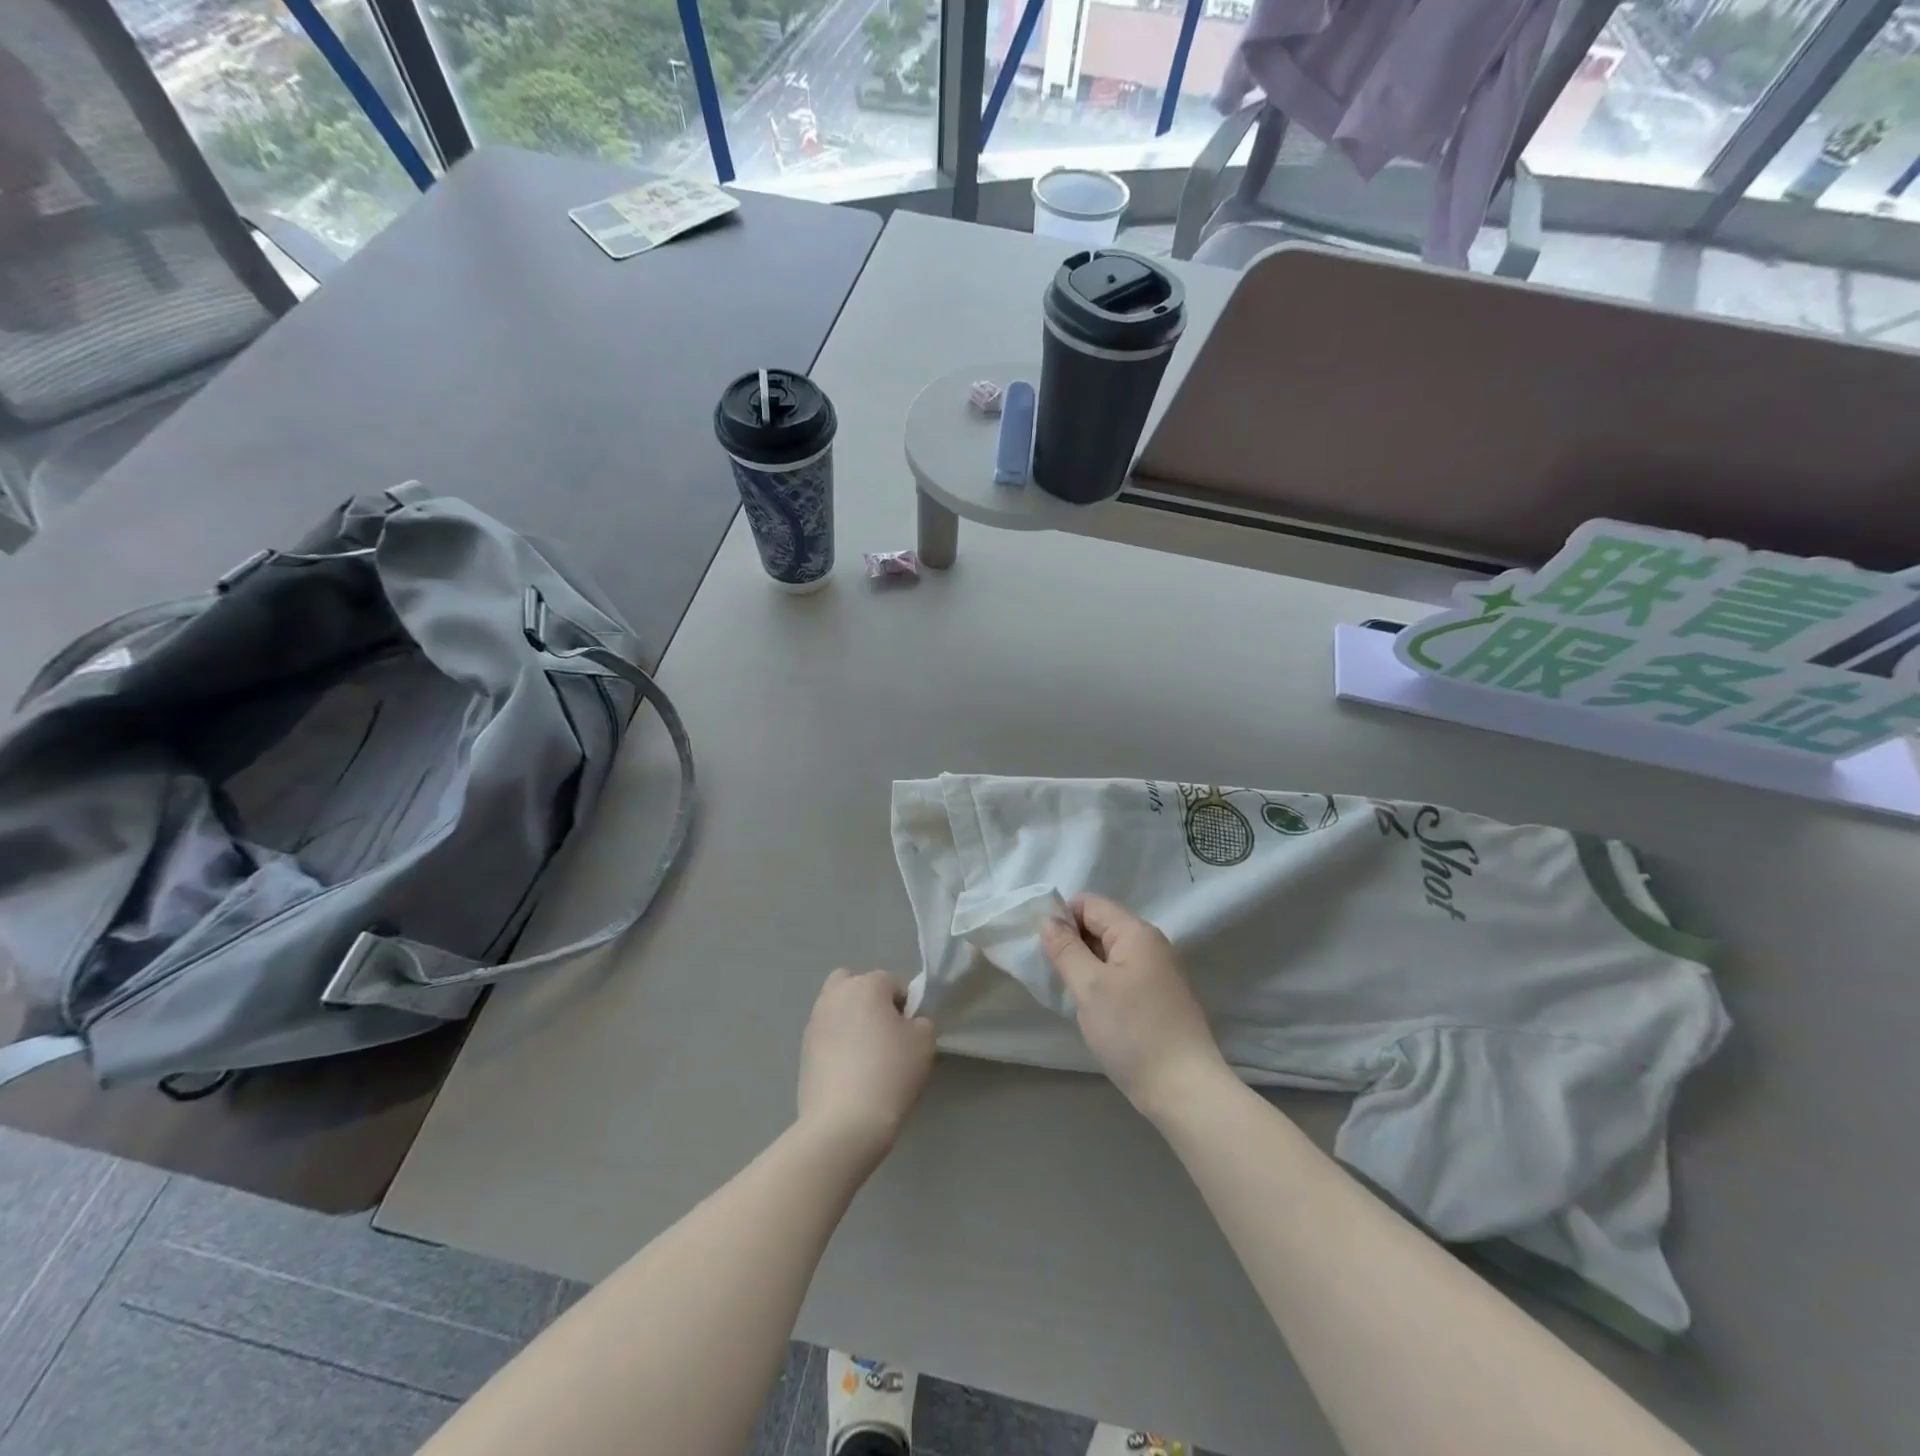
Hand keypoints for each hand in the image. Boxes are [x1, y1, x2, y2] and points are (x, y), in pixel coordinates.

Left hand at [797, 969, 935, 1161]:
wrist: (844, 1122)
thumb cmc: (890, 1073)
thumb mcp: (924, 1042)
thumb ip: (920, 1022)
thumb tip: (908, 1023)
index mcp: (867, 985)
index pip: (893, 983)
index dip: (907, 1006)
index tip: (911, 1034)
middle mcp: (836, 994)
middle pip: (855, 984)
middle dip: (869, 1000)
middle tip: (884, 1032)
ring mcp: (815, 1022)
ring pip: (837, 1009)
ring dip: (851, 1021)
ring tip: (866, 1055)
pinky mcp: (803, 1050)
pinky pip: (826, 1036)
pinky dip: (837, 1045)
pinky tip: (849, 1072)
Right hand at [1040, 894, 1231, 1121]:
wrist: (1184, 1089)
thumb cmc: (1132, 1031)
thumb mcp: (1089, 987)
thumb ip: (1065, 948)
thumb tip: (1048, 919)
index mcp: (1136, 932)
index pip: (1090, 904)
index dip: (1063, 918)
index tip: (1045, 949)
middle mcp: (1152, 944)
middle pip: (1101, 925)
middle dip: (1074, 943)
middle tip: (1055, 974)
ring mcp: (1159, 971)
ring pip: (1110, 953)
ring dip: (1087, 966)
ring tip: (1072, 994)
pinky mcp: (1160, 996)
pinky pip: (1123, 974)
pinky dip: (1103, 983)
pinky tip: (1095, 1009)